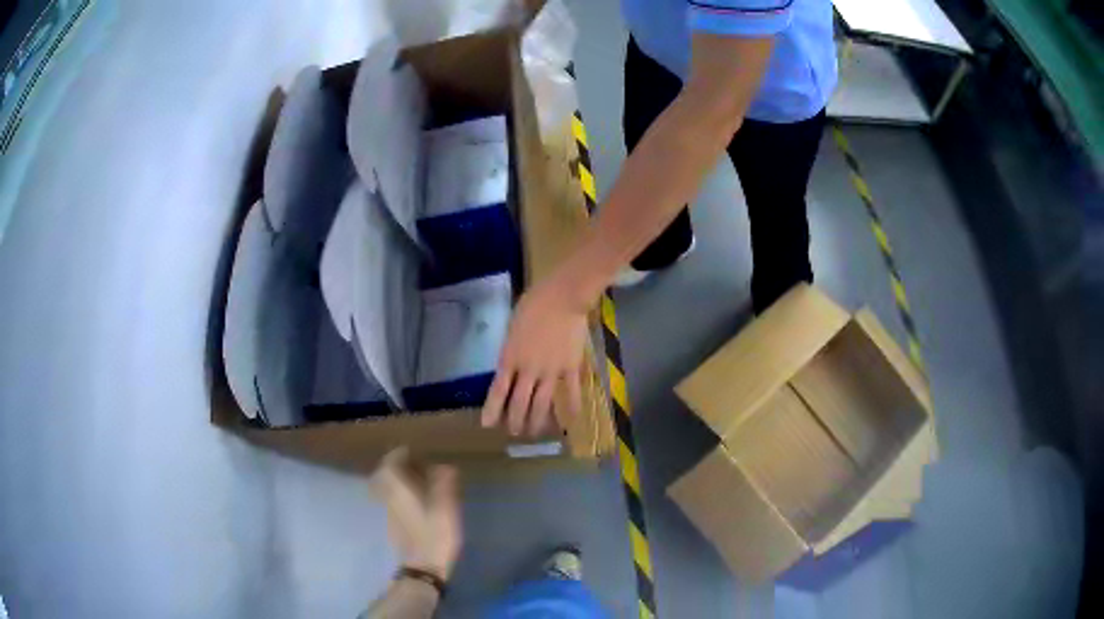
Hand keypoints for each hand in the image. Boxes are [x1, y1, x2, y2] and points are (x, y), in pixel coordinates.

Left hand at [370, 448, 461, 579]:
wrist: (423, 566)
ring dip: (397, 481)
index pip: (391, 461)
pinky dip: (399, 495)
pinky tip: (416, 501)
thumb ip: (443, 483)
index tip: (412, 450)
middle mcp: (387, 496)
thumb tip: (443, 466)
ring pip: (386, 488)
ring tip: (417, 481)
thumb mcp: (446, 505)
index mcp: (397, 487)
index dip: (400, 453)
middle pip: (384, 474)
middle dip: (396, 467)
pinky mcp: (392, 524)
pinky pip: (391, 500)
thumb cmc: (435, 532)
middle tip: (413, 464)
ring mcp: (387, 511)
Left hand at [481, 276, 588, 435]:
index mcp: (510, 357)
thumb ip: (512, 349)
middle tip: (514, 432)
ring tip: (535, 433)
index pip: (498, 390)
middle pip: (520, 403)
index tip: (488, 425)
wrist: (563, 297)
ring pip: (542, 404)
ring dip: (537, 422)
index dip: (492, 410)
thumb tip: (512, 365)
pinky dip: (571, 408)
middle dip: (515, 422)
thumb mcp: (513, 327)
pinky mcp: (571, 368)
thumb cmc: (534, 304)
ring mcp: (551, 372)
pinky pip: (571, 393)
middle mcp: (528, 370)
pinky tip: (570, 420)